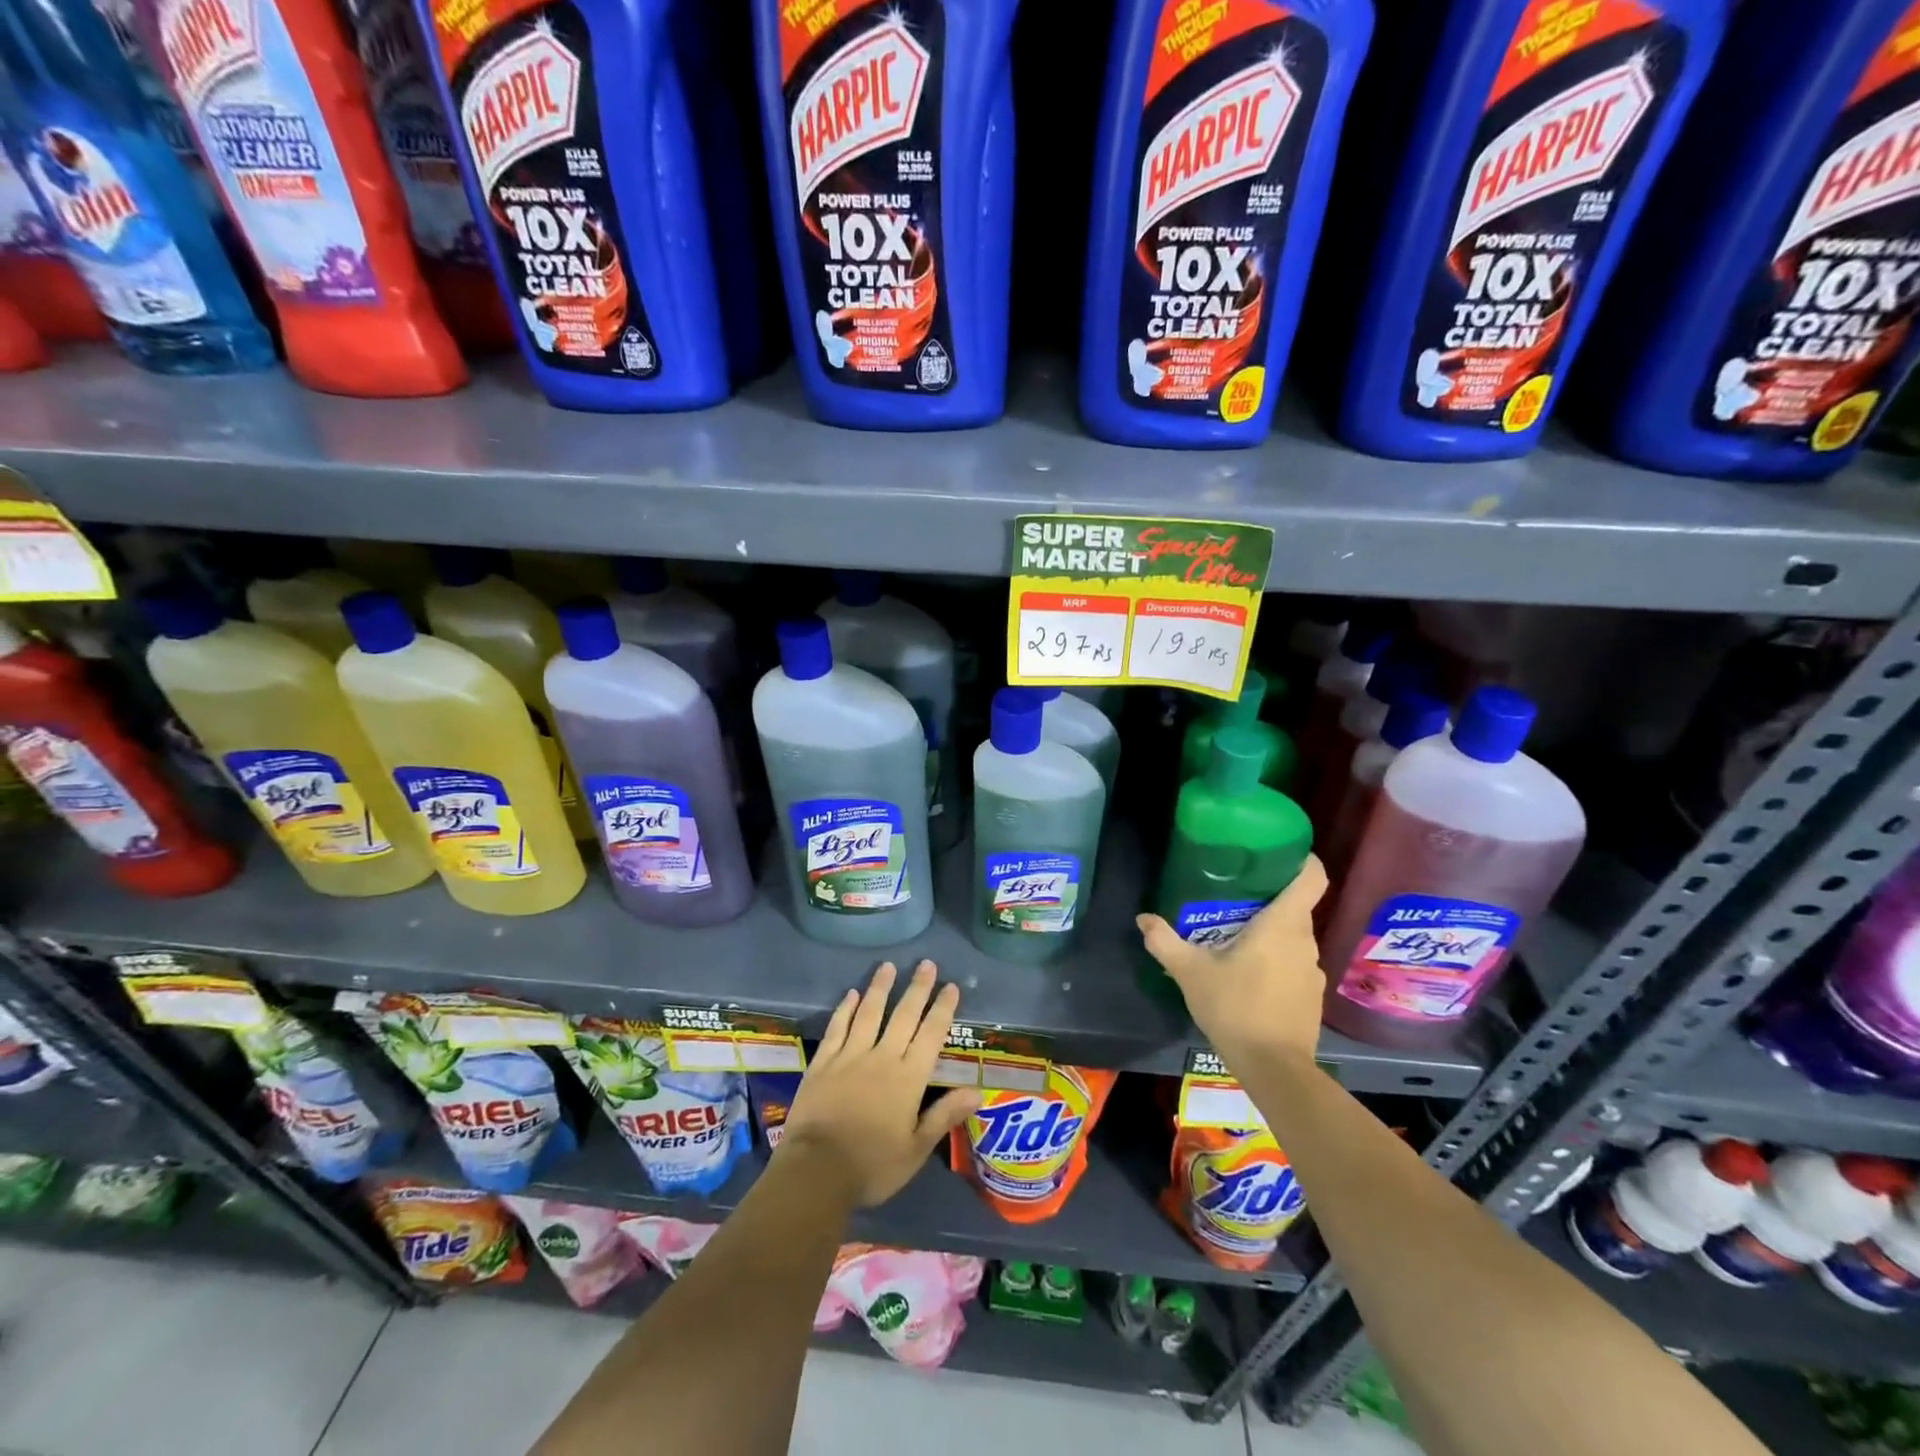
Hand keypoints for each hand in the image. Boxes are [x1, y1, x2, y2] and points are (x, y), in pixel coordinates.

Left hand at [776, 960, 982, 1207]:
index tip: (951, 986)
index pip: (931, 1035)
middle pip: (903, 1016)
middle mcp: (882, 1058)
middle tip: (926, 964)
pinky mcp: (823, 1062)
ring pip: (869, 1013)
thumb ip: (944, 1116)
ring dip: (880, 988)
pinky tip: (850, 994)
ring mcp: (850, 1056)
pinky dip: (845, 1009)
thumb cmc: (872, 1166)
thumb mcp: (916, 1149)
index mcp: (908, 1078)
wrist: (816, 1171)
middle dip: (917, 989)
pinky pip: (837, 1028)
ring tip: (888, 966)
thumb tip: (977, 1091)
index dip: (942, 1009)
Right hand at [1137, 855, 1329, 1067]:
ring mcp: (1313, 970)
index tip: (1280, 852)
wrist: (1273, 1068)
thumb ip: (1165, 941)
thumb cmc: (1235, 1007)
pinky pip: (1294, 963)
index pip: (1312, 877)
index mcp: (1283, 924)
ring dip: (1270, 932)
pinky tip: (1249, 975)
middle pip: (1296, 906)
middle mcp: (1305, 941)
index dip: (1303, 859)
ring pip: (1294, 937)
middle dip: (1269, 898)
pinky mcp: (1312, 995)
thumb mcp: (1190, 972)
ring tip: (1236, 936)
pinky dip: (1275, 960)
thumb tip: (1143, 918)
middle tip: (1234, 896)